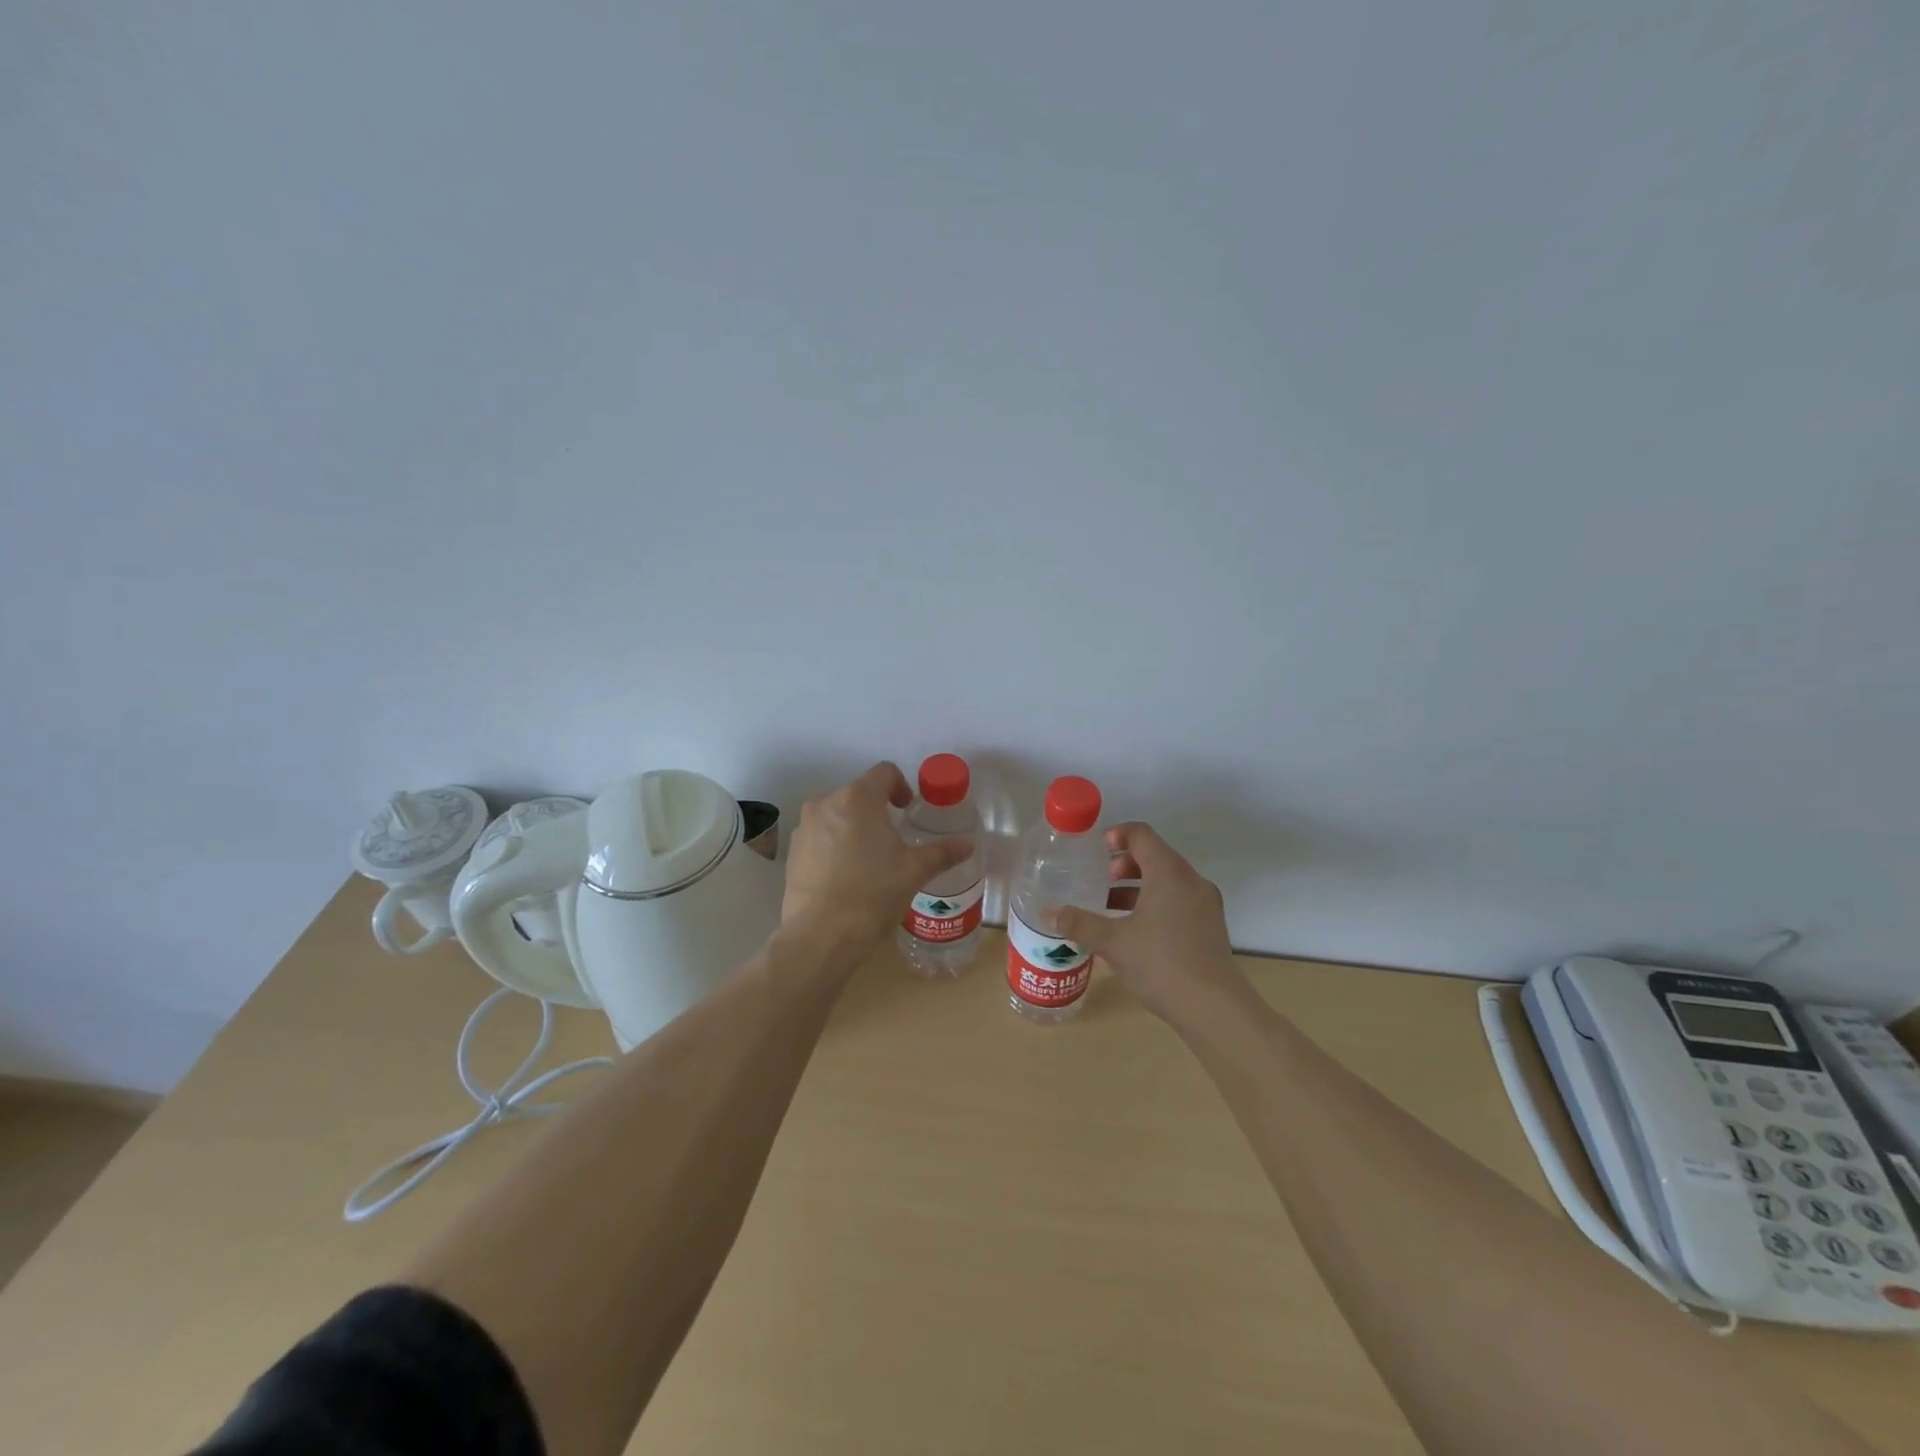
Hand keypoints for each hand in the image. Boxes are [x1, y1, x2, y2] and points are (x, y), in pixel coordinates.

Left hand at [778, 762, 973, 952]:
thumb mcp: (914, 871)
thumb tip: (968, 844)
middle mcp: (826, 802)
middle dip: (877, 809)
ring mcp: (804, 826)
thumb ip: (942, 852)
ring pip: (836, 814)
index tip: (907, 809)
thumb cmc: (873, 893)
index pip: (884, 772)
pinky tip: (844, 875)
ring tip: (868, 859)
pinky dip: (833, 844)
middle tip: (892, 839)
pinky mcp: (792, 851)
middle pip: (858, 793)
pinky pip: (819, 836)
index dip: (901, 786)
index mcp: (859, 798)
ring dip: (854, 826)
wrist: (821, 934)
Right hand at [1055, 823, 1243, 1023]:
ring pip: (1168, 881)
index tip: (1095, 850)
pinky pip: (1179, 901)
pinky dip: (1156, 903)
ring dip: (1139, 886)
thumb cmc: (1161, 962)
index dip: (1116, 835)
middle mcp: (1192, 881)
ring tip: (1111, 907)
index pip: (1141, 835)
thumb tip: (1048, 913)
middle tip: (1101, 881)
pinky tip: (1136, 931)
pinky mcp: (1211, 927)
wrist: (1214, 1008)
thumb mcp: (1112, 942)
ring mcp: (1206, 904)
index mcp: (1169, 873)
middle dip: (1125, 864)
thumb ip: (1079, 923)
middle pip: (1156, 856)